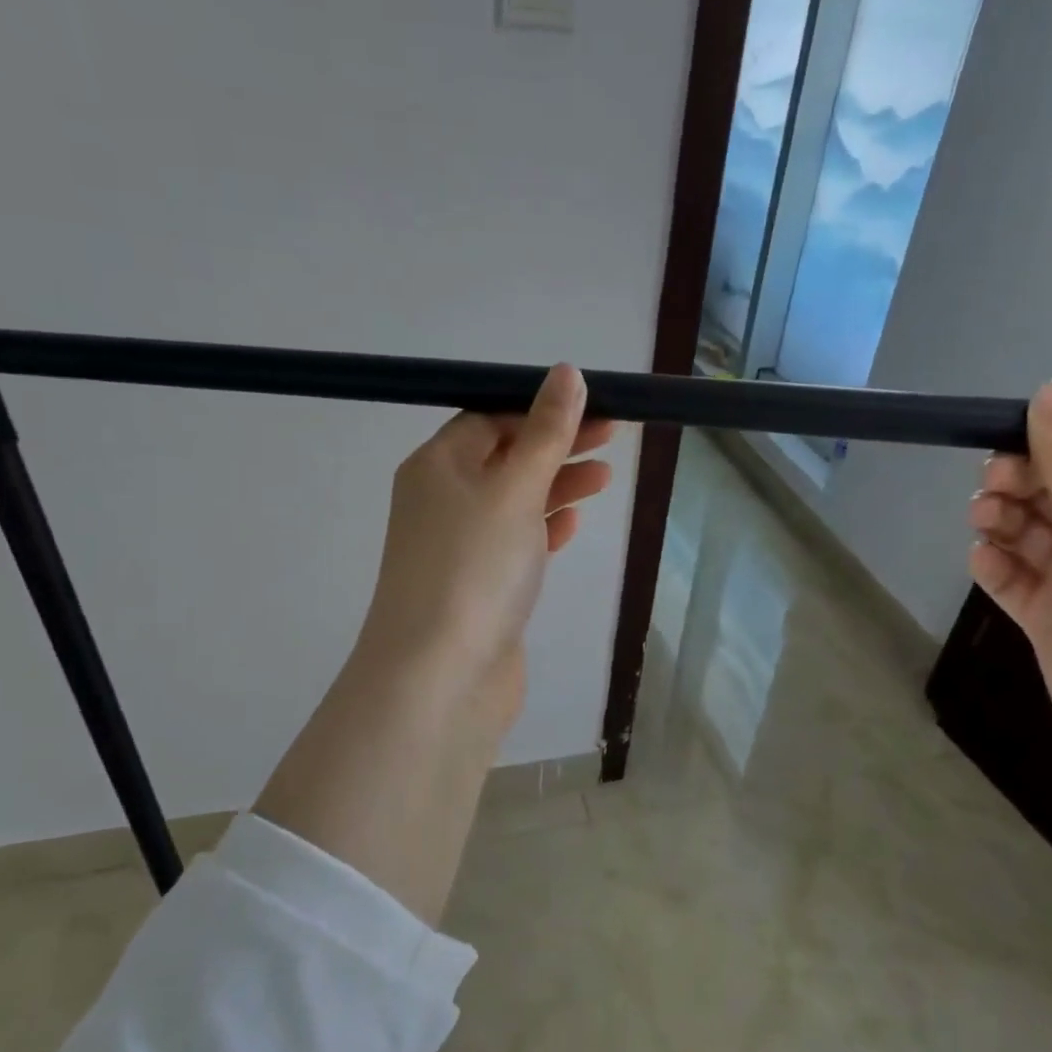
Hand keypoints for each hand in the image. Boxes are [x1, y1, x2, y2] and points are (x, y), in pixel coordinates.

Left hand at [356, 365, 614, 739]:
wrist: (441, 678)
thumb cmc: (475, 569)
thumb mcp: (515, 489)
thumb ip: (545, 432)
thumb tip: (566, 373)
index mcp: (437, 466)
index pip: (490, 418)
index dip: (541, 408)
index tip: (595, 406)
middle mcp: (441, 501)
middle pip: (505, 458)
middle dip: (557, 444)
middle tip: (614, 435)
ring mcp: (458, 548)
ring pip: (514, 502)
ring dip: (557, 485)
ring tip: (605, 477)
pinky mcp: (478, 588)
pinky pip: (514, 544)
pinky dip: (544, 528)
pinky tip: (573, 524)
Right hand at [968, 378, 1051, 976]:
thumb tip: (1051, 387)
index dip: (1049, 453)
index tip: (1002, 453)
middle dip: (1020, 488)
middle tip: (989, 492)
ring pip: (1033, 538)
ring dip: (1004, 525)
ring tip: (984, 525)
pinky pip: (1018, 582)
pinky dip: (998, 568)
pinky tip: (984, 561)